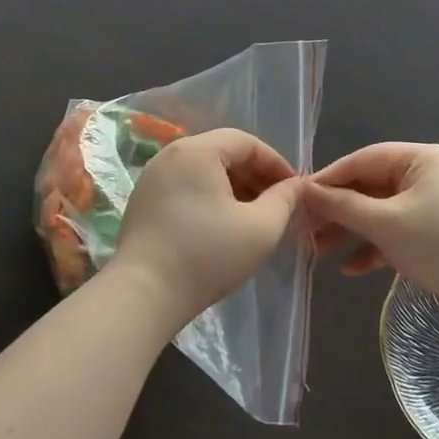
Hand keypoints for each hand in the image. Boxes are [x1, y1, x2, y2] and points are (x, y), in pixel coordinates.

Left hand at [114, 129, 299, 327]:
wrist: (144, 296)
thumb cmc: (207, 256)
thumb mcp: (260, 228)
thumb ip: (284, 200)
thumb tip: (295, 186)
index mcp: (197, 151)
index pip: (246, 142)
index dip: (276, 163)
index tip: (294, 189)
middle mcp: (171, 155)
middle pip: (223, 152)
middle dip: (255, 175)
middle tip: (277, 204)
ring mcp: (152, 178)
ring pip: (204, 171)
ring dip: (234, 187)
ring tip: (254, 216)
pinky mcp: (143, 201)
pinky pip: (185, 186)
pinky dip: (210, 197)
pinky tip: (223, 225)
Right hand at [302, 143, 438, 335]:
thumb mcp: (387, 222)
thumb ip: (344, 206)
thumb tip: (305, 192)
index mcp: (418, 160)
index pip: (362, 161)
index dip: (328, 179)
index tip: (296, 200)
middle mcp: (425, 178)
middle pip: (370, 188)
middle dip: (338, 210)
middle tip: (304, 231)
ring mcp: (432, 209)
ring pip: (381, 214)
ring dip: (352, 232)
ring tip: (319, 252)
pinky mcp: (436, 239)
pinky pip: (396, 236)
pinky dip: (375, 250)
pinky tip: (352, 269)